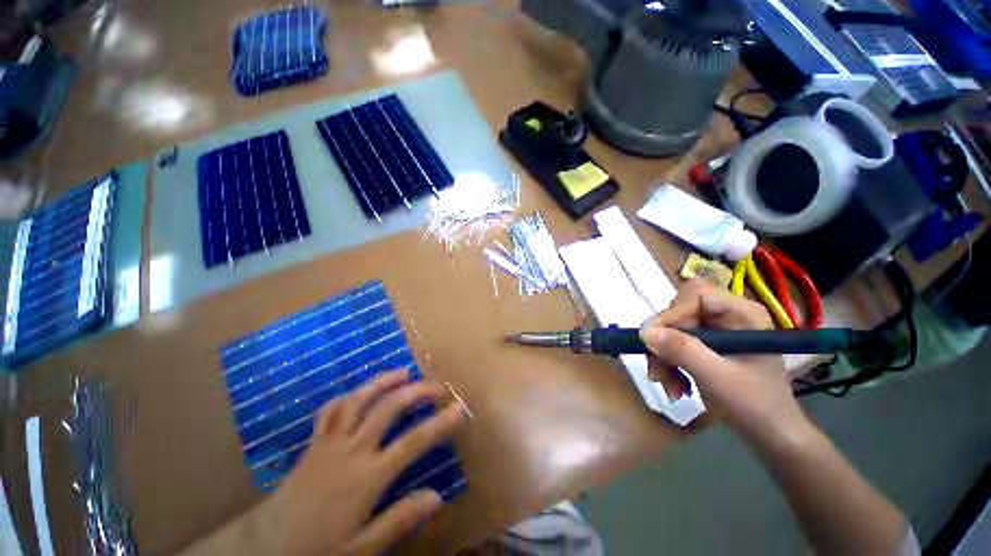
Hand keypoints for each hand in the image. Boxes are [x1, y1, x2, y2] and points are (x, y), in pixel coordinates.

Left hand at [248, 369, 463, 555]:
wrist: (263, 547)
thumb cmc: (316, 550)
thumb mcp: (360, 550)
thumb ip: (398, 520)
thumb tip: (436, 496)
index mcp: (367, 477)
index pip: (413, 442)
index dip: (440, 423)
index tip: (460, 407)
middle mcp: (352, 450)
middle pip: (389, 408)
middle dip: (417, 392)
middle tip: (437, 386)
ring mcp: (330, 441)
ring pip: (359, 400)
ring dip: (384, 382)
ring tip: (404, 372)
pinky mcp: (315, 441)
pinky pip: (332, 409)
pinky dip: (351, 394)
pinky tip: (362, 390)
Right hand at [639, 280, 805, 438]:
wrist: (771, 434)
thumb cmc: (755, 404)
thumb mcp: (717, 377)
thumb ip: (682, 350)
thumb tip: (644, 331)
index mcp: (740, 313)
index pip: (695, 294)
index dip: (672, 314)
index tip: (654, 340)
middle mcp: (726, 315)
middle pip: (678, 313)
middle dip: (663, 342)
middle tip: (656, 370)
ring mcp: (715, 331)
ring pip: (671, 331)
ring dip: (662, 357)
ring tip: (667, 385)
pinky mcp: (706, 345)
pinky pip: (674, 345)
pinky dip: (668, 364)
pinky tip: (675, 386)